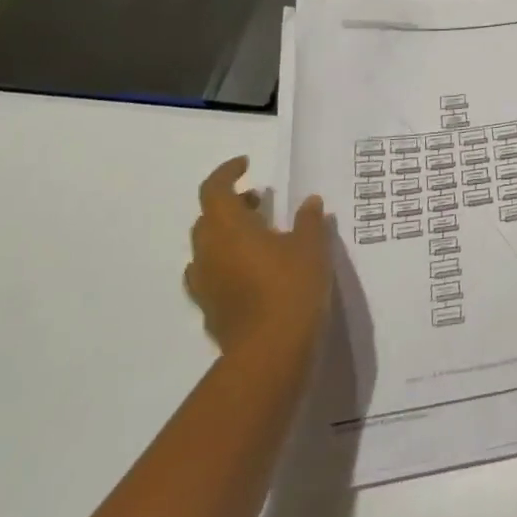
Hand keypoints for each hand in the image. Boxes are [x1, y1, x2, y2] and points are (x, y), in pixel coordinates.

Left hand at [185, 157, 330, 379]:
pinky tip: (254, 271)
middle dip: (231, 205)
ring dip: (228, 235)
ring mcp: (205, 284)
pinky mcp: (210, 310)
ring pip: (208, 248)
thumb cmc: (292, 286)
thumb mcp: (312, 246)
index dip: (228, 173)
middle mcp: (208, 252)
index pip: (214, 189)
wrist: (271, 351)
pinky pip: (212, 275)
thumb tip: (309, 202)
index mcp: (229, 228)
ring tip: (261, 236)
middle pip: (207, 218)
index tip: (247, 165)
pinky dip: (228, 264)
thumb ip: (309, 220)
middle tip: (260, 201)